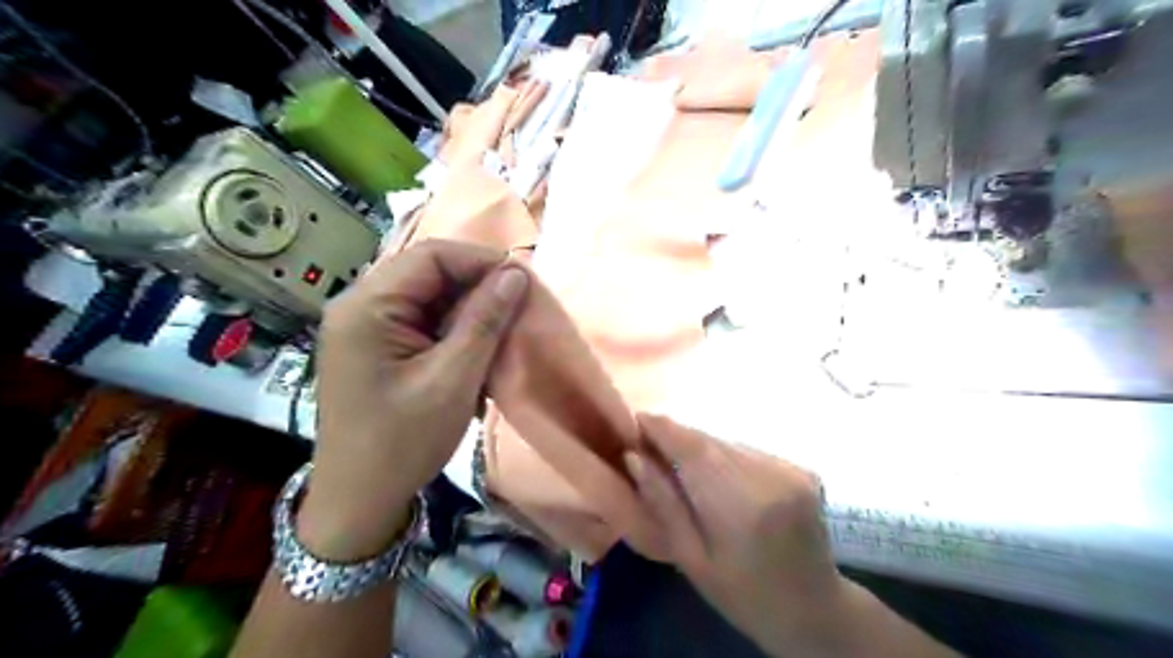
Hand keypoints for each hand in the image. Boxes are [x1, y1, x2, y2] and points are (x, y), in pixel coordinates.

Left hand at [299, 241, 532, 560]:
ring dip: (468, 312)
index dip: (481, 261)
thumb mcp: (453, 379)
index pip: (431, 256)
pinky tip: (474, 354)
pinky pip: (422, 322)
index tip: (523, 283)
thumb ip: (484, 321)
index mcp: (367, 306)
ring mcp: (365, 327)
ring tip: (500, 334)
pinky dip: (453, 332)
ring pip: (429, 298)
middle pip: (428, 274)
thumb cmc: (403, 442)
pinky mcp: (376, 347)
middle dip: (477, 288)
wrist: (359, 501)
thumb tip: (516, 274)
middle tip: (517, 310)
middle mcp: (360, 306)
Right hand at [628, 420, 849, 656]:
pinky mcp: (801, 468)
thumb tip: (634, 457)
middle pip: (710, 441)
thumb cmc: (744, 595)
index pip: (693, 448)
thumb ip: (664, 504)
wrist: (814, 610)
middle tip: (649, 446)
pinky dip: (725, 457)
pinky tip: (718, 479)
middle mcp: (770, 477)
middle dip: (677, 437)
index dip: (662, 428)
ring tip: (680, 465)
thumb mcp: (692, 559)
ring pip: (728, 443)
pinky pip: (748, 451)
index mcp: (741, 507)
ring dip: (701, 448)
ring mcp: (790, 469)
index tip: (635, 420)